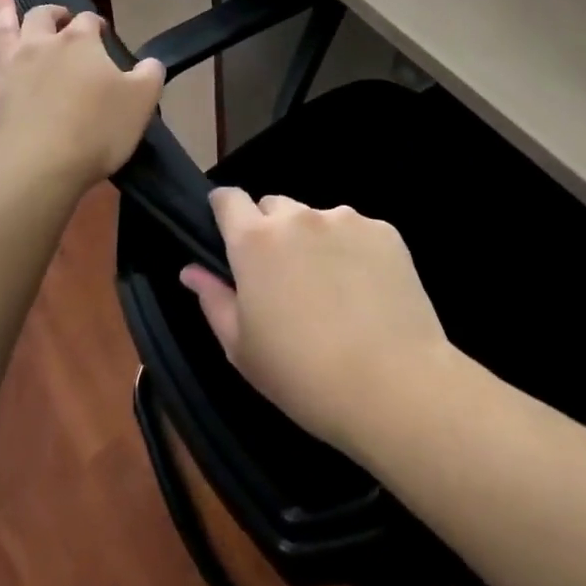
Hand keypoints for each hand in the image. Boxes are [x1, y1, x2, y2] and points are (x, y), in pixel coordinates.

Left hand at [0, 0, 162, 193]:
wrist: (41, 165)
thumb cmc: (98, 128)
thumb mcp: (142, 101)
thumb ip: (150, 74)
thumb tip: (151, 62)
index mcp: (82, 41)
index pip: (90, 21)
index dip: (98, 27)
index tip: (105, 38)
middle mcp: (46, 43)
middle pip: (47, 16)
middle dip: (59, 14)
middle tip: (66, 21)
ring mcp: (17, 65)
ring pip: (10, 26)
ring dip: (8, 8)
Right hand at [181, 190, 454, 457]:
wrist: (394, 387)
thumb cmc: (303, 375)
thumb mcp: (241, 348)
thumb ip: (213, 299)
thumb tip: (192, 269)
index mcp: (255, 240)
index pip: (228, 198)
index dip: (224, 211)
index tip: (228, 235)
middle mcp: (298, 217)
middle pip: (274, 207)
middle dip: (271, 231)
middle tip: (283, 278)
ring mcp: (346, 220)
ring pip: (317, 219)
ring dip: (315, 241)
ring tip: (333, 291)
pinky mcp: (385, 232)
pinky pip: (358, 232)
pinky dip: (354, 252)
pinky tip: (367, 293)